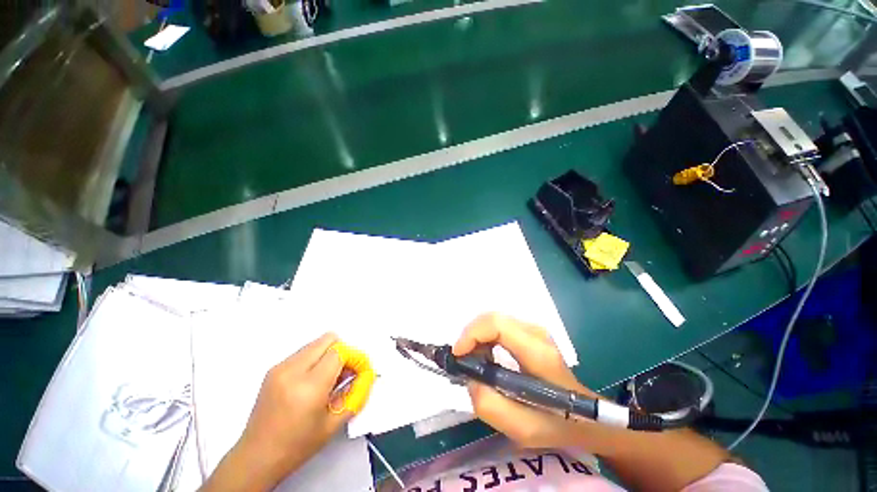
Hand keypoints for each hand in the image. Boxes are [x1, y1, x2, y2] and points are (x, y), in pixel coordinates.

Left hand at [209, 333, 361, 490]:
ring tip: (330, 378)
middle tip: (346, 372)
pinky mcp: (274, 368)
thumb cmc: (297, 446)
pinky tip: (314, 380)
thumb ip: (356, 393)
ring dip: (330, 354)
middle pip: (329, 339)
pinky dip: (316, 359)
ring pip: (317, 343)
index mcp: (308, 387)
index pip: (340, 352)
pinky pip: (304, 351)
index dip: (355, 357)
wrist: (256, 457)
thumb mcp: (334, 423)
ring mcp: (280, 367)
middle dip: (343, 352)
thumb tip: (367, 373)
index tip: (360, 370)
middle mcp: (292, 370)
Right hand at [454, 313, 599, 448]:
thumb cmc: (557, 423)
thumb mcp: (523, 428)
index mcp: (537, 352)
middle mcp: (535, 332)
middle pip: (492, 318)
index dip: (472, 333)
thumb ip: (489, 405)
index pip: (497, 324)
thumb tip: (469, 378)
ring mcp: (534, 329)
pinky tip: (486, 358)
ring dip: (477, 337)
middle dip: (471, 336)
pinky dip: (486, 338)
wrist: (587, 415)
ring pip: (494, 320)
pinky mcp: (530, 332)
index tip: (458, 355)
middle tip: (463, 361)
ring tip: (474, 362)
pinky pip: (499, 327)